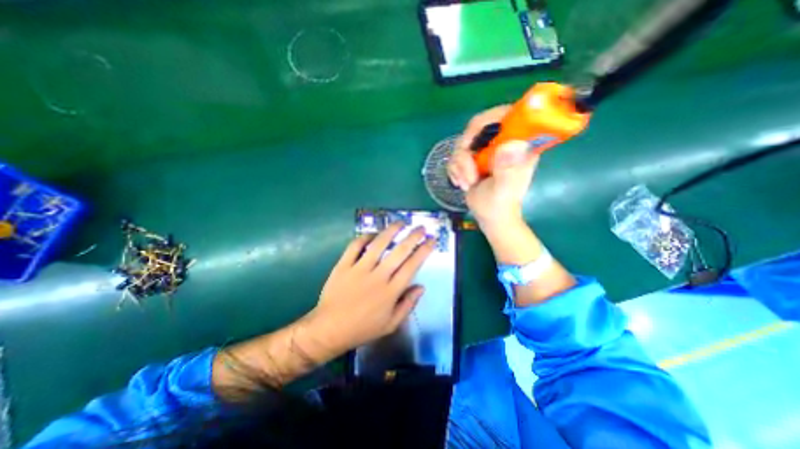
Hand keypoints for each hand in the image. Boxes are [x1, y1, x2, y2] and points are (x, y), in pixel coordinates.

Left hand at [305, 222, 434, 357]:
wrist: (329, 329)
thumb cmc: (363, 328)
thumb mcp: (391, 324)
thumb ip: (408, 305)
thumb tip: (421, 286)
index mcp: (390, 292)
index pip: (412, 266)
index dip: (424, 251)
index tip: (431, 240)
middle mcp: (377, 276)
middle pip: (399, 251)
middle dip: (413, 237)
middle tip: (421, 228)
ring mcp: (359, 269)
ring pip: (378, 244)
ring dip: (391, 231)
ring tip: (400, 223)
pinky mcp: (343, 266)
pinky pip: (355, 246)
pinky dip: (365, 237)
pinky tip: (373, 234)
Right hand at [448, 105, 540, 228]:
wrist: (490, 217)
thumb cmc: (500, 205)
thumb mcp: (504, 190)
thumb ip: (507, 170)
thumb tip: (510, 145)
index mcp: (519, 144)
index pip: (506, 115)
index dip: (488, 121)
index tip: (473, 144)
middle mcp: (502, 142)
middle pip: (478, 126)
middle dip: (466, 150)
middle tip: (467, 170)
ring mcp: (486, 149)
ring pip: (463, 142)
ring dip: (459, 165)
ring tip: (467, 183)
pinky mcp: (473, 157)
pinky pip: (455, 154)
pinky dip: (455, 170)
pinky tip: (462, 183)